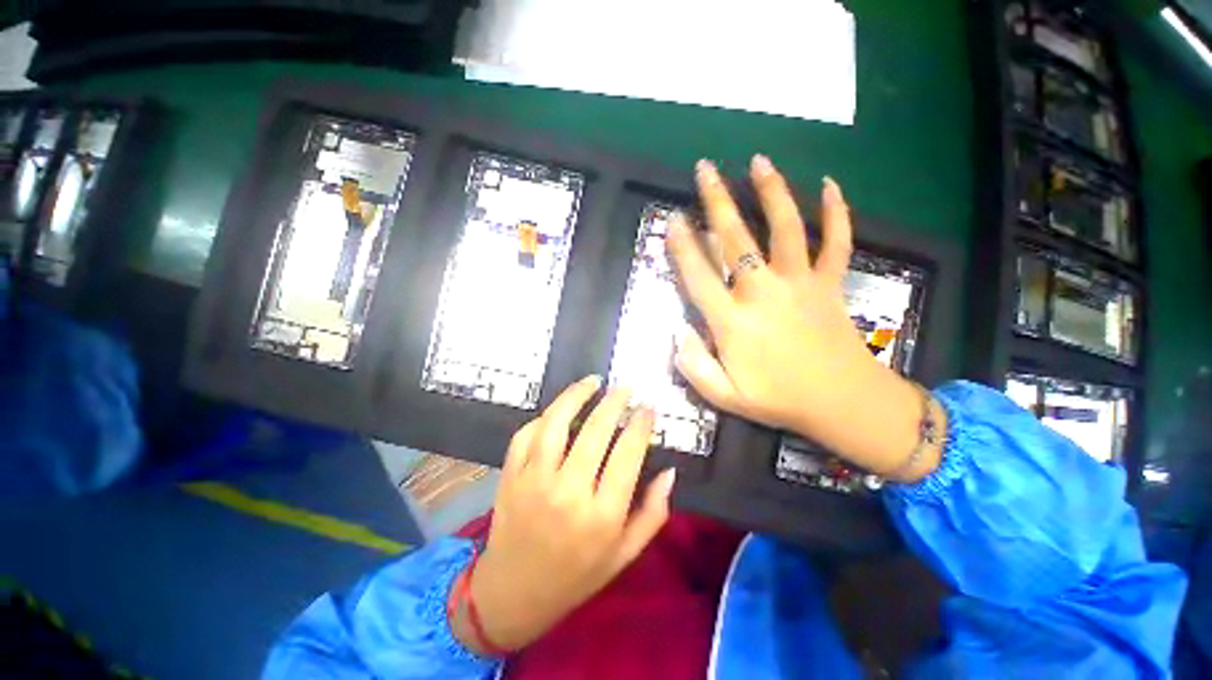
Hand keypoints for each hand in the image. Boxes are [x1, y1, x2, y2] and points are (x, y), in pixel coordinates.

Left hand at [455, 376, 674, 653]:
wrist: (512, 594)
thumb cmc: (576, 575)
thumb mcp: (625, 554)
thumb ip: (653, 513)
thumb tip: (671, 471)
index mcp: (601, 516)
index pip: (627, 455)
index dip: (641, 425)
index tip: (648, 407)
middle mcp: (568, 493)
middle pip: (595, 431)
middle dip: (614, 402)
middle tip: (625, 388)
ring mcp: (533, 481)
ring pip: (556, 423)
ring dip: (576, 395)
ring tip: (593, 381)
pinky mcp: (510, 475)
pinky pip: (526, 433)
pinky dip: (544, 416)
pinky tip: (560, 410)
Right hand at [666, 156, 941, 479]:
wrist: (842, 403)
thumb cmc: (778, 400)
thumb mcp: (724, 396)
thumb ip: (694, 366)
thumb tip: (678, 332)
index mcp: (733, 321)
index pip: (699, 275)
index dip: (682, 246)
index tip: (673, 218)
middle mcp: (763, 292)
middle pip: (736, 239)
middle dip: (717, 201)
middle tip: (705, 169)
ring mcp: (801, 283)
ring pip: (786, 227)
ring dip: (771, 191)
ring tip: (758, 161)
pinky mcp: (830, 283)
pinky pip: (837, 241)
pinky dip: (838, 212)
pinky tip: (830, 184)